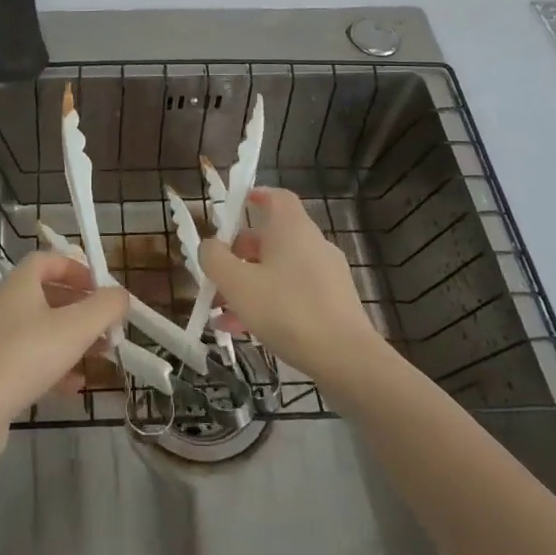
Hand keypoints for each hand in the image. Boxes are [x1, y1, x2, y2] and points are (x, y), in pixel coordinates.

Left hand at [0, 252, 126, 462]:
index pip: (47, 260)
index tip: (101, 287)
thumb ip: (105, 307)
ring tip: (101, 354)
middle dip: (81, 308)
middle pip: (47, 295)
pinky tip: (75, 386)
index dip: (76, 268)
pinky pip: (30, 359)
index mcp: (19, 284)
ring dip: (72, 339)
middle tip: (107, 325)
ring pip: (41, 329)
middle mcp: (4, 305)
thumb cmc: (26, 356)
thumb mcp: (76, 327)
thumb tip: (120, 295)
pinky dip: (55, 366)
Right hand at [199, 187, 380, 381]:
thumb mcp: (237, 283)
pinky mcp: (334, 303)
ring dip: (249, 285)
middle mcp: (313, 244)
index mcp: (292, 229)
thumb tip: (209, 245)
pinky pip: (294, 293)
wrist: (346, 358)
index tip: (236, 206)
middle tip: (216, 277)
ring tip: (222, 313)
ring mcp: (327, 275)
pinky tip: (246, 331)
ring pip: (279, 270)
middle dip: (239, 256)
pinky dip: (269, 303)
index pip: (277, 197)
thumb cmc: (287, 310)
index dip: (256, 196)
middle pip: (271, 239)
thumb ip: (215, 259)